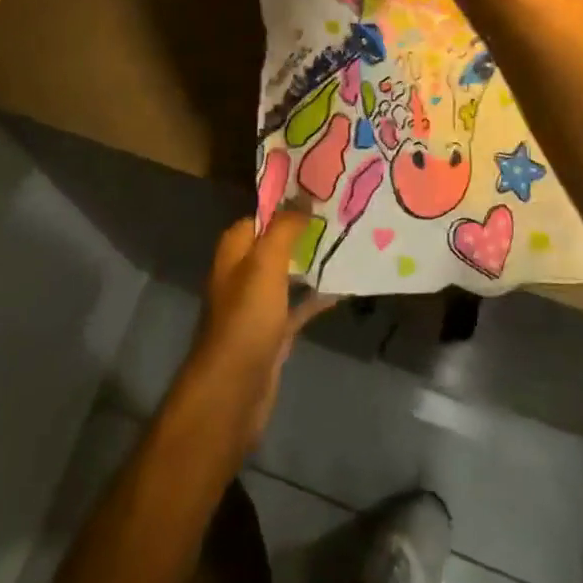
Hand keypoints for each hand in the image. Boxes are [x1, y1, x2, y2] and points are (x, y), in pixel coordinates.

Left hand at [183, 214, 333, 448]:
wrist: (233, 391)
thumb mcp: (265, 264)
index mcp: (235, 250)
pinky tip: (345, 287)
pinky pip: (299, 305)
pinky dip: (318, 296)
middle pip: (278, 242)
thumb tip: (303, 197)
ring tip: (349, 243)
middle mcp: (244, 272)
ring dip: (314, 261)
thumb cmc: (246, 318)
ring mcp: (259, 304)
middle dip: (306, 230)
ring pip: (290, 272)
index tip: (323, 192)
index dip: (289, 203)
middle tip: (343, 215)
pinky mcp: (273, 332)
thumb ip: (284, 228)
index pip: (263, 215)